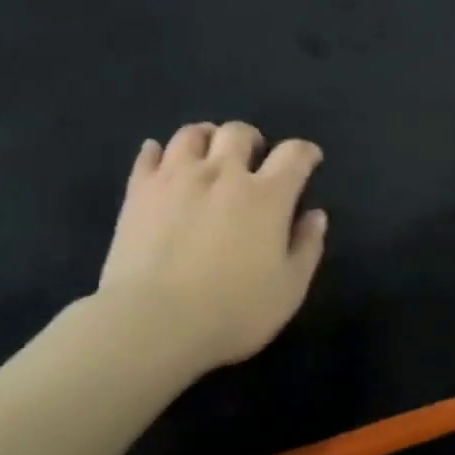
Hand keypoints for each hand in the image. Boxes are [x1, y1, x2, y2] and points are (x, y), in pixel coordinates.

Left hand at [97, 122, 328, 373]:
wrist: (153, 321)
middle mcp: (222, 174)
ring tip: (208, 153)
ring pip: (192, 134)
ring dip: (207, 137)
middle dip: (251, 139)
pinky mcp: (139, 191)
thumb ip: (307, 247)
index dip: (305, 152)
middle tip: (252, 157)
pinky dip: (157, 151)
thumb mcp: (289, 290)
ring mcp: (176, 178)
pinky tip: (159, 159)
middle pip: (239, 133)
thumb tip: (315, 215)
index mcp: (266, 196)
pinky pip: (147, 155)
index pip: (294, 155)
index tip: (309, 160)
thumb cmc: (232, 312)